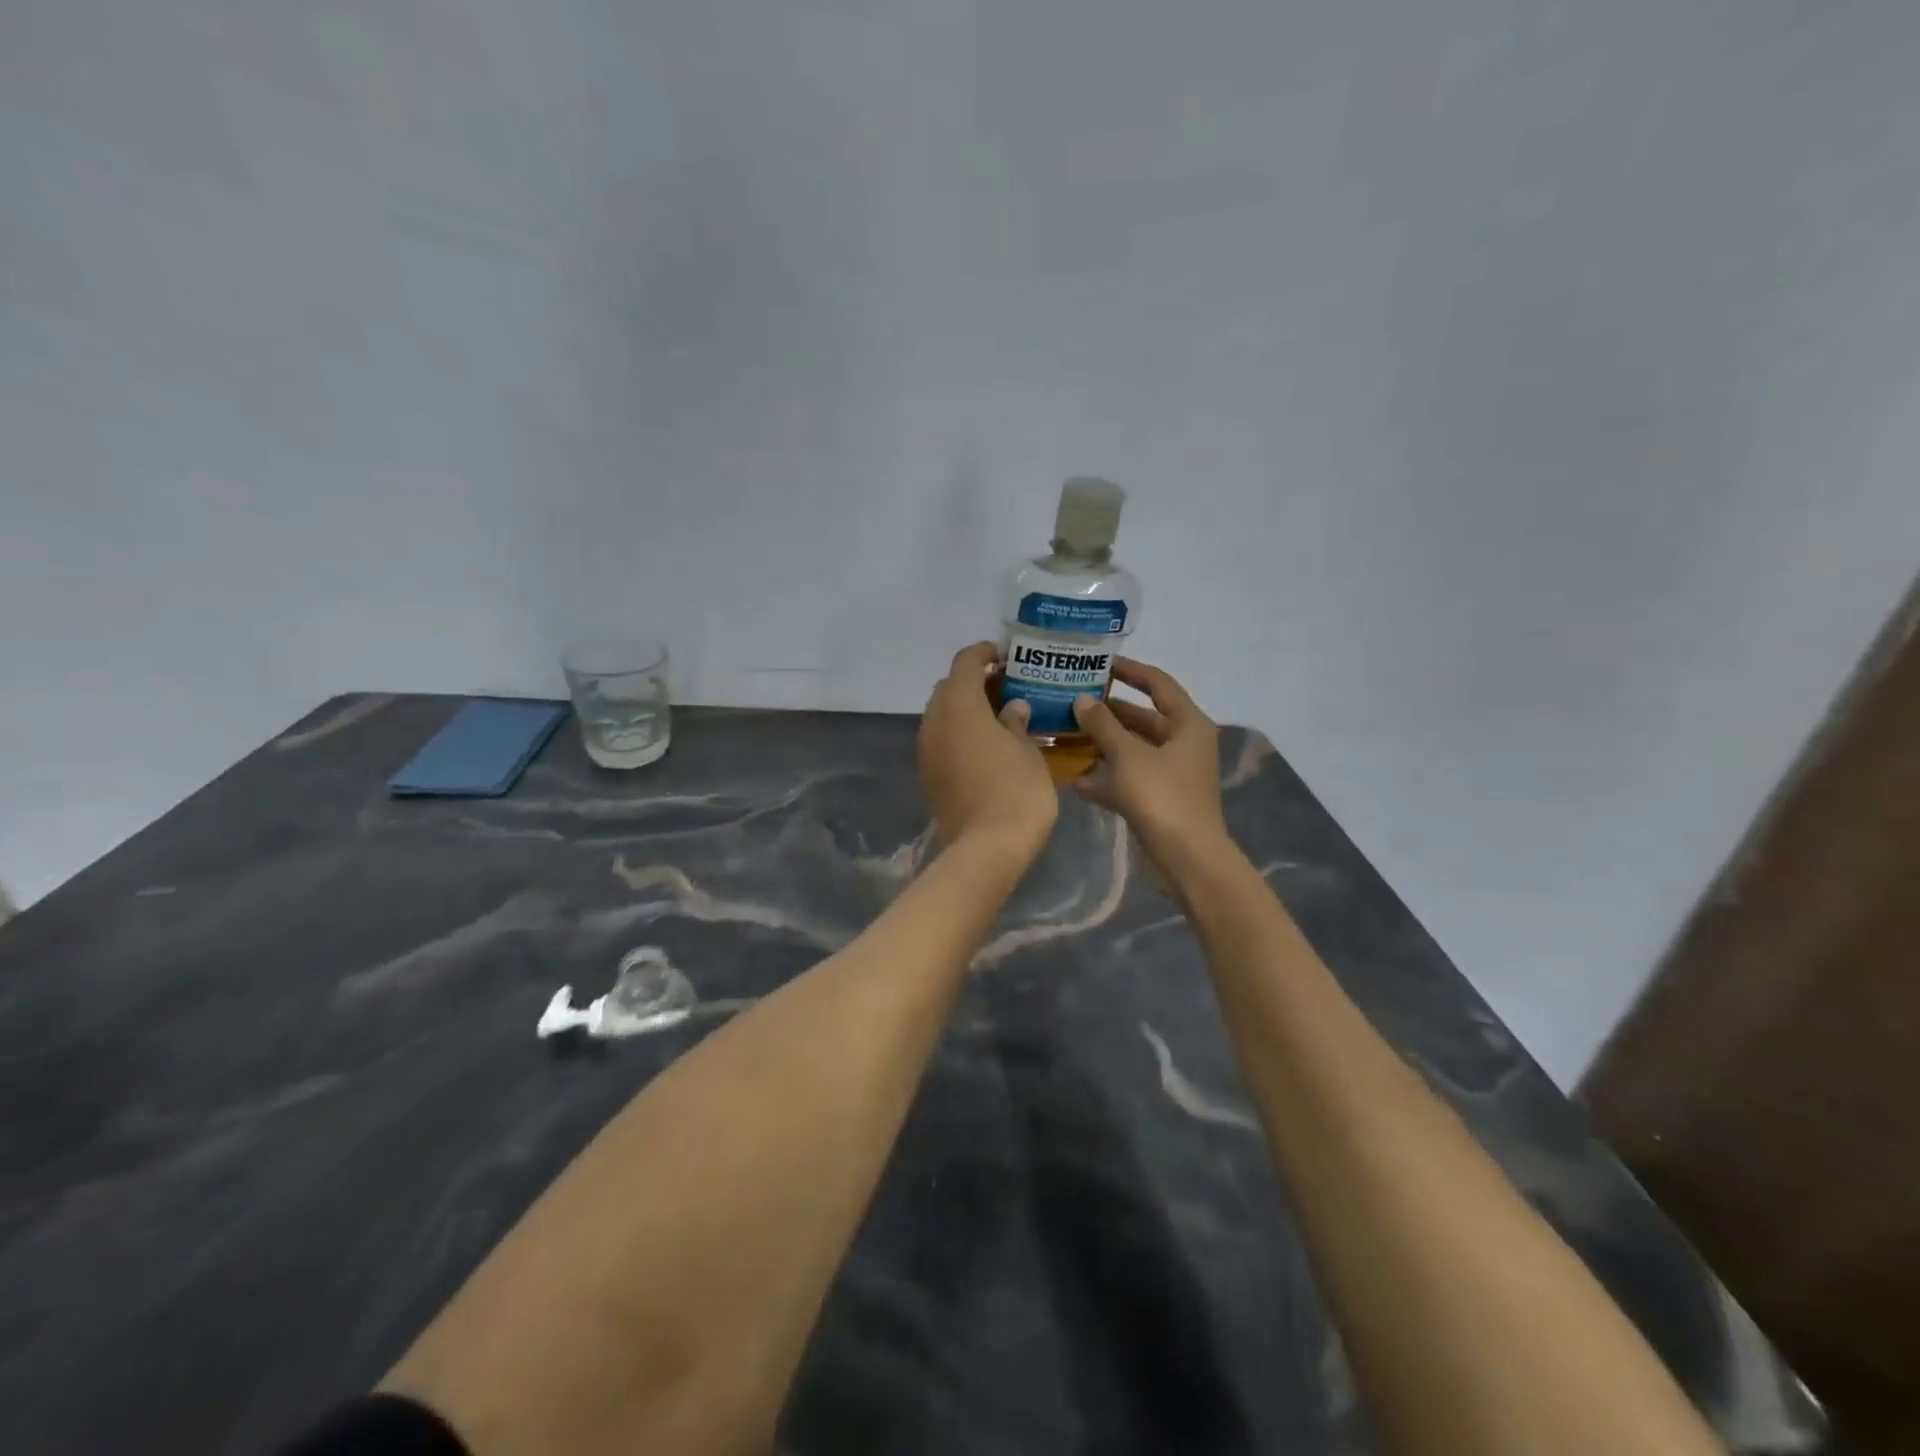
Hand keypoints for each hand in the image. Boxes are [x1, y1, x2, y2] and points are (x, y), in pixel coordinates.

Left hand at [918, 642, 1058, 859]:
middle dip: (974, 681)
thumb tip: (1012, 708)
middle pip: (949, 686)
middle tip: (1007, 688)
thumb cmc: (1016, 791)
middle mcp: (935, 720)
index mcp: (960, 704)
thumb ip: (1016, 722)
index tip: (1007, 656)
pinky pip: (941, 739)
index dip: (985, 653)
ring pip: (942, 714)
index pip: (966, 662)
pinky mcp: (927, 773)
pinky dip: (959, 733)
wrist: (985, 848)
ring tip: (998, 717)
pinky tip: (985, 746)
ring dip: (965, 709)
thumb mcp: (1027, 751)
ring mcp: (926, 748)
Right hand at [1071, 658, 1228, 873]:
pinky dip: (1106, 777)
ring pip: (1132, 749)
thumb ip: (1103, 725)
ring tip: (1065, 734)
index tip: (1099, 663)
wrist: (1187, 859)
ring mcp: (1171, 773)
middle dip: (1107, 711)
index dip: (1130, 670)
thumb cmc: (1162, 797)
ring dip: (1102, 744)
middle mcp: (1182, 743)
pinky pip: (1128, 778)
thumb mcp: (1128, 756)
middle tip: (1072, 700)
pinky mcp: (1158, 799)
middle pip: (1142, 718)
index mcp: (1187, 724)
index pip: (1158, 684)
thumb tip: (1083, 700)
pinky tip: (1075, 779)